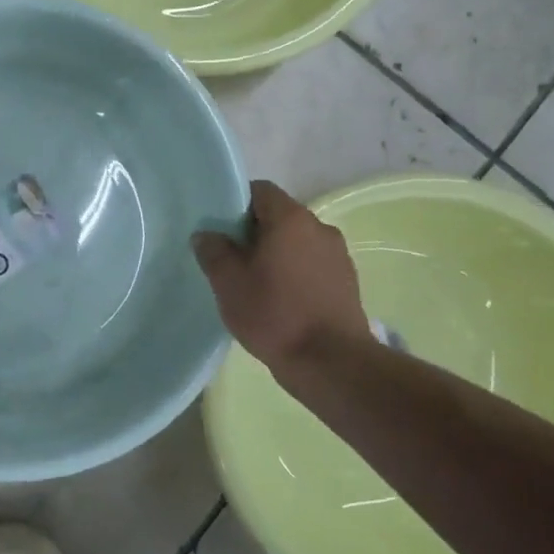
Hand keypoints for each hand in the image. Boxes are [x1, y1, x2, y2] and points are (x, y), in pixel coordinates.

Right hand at [192, 180, 369, 374]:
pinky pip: (313, 265)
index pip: (261, 191)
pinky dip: (296, 274)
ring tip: (257, 284)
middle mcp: (320, 227)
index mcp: (291, 218)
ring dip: (277, 255)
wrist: (331, 363)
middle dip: (255, 232)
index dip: (237, 204)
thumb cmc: (275, 314)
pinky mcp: (347, 282)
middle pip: (280, 216)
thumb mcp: (228, 283)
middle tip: (232, 259)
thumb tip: (206, 235)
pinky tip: (282, 301)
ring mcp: (338, 255)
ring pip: (298, 242)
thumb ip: (213, 252)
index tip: (221, 229)